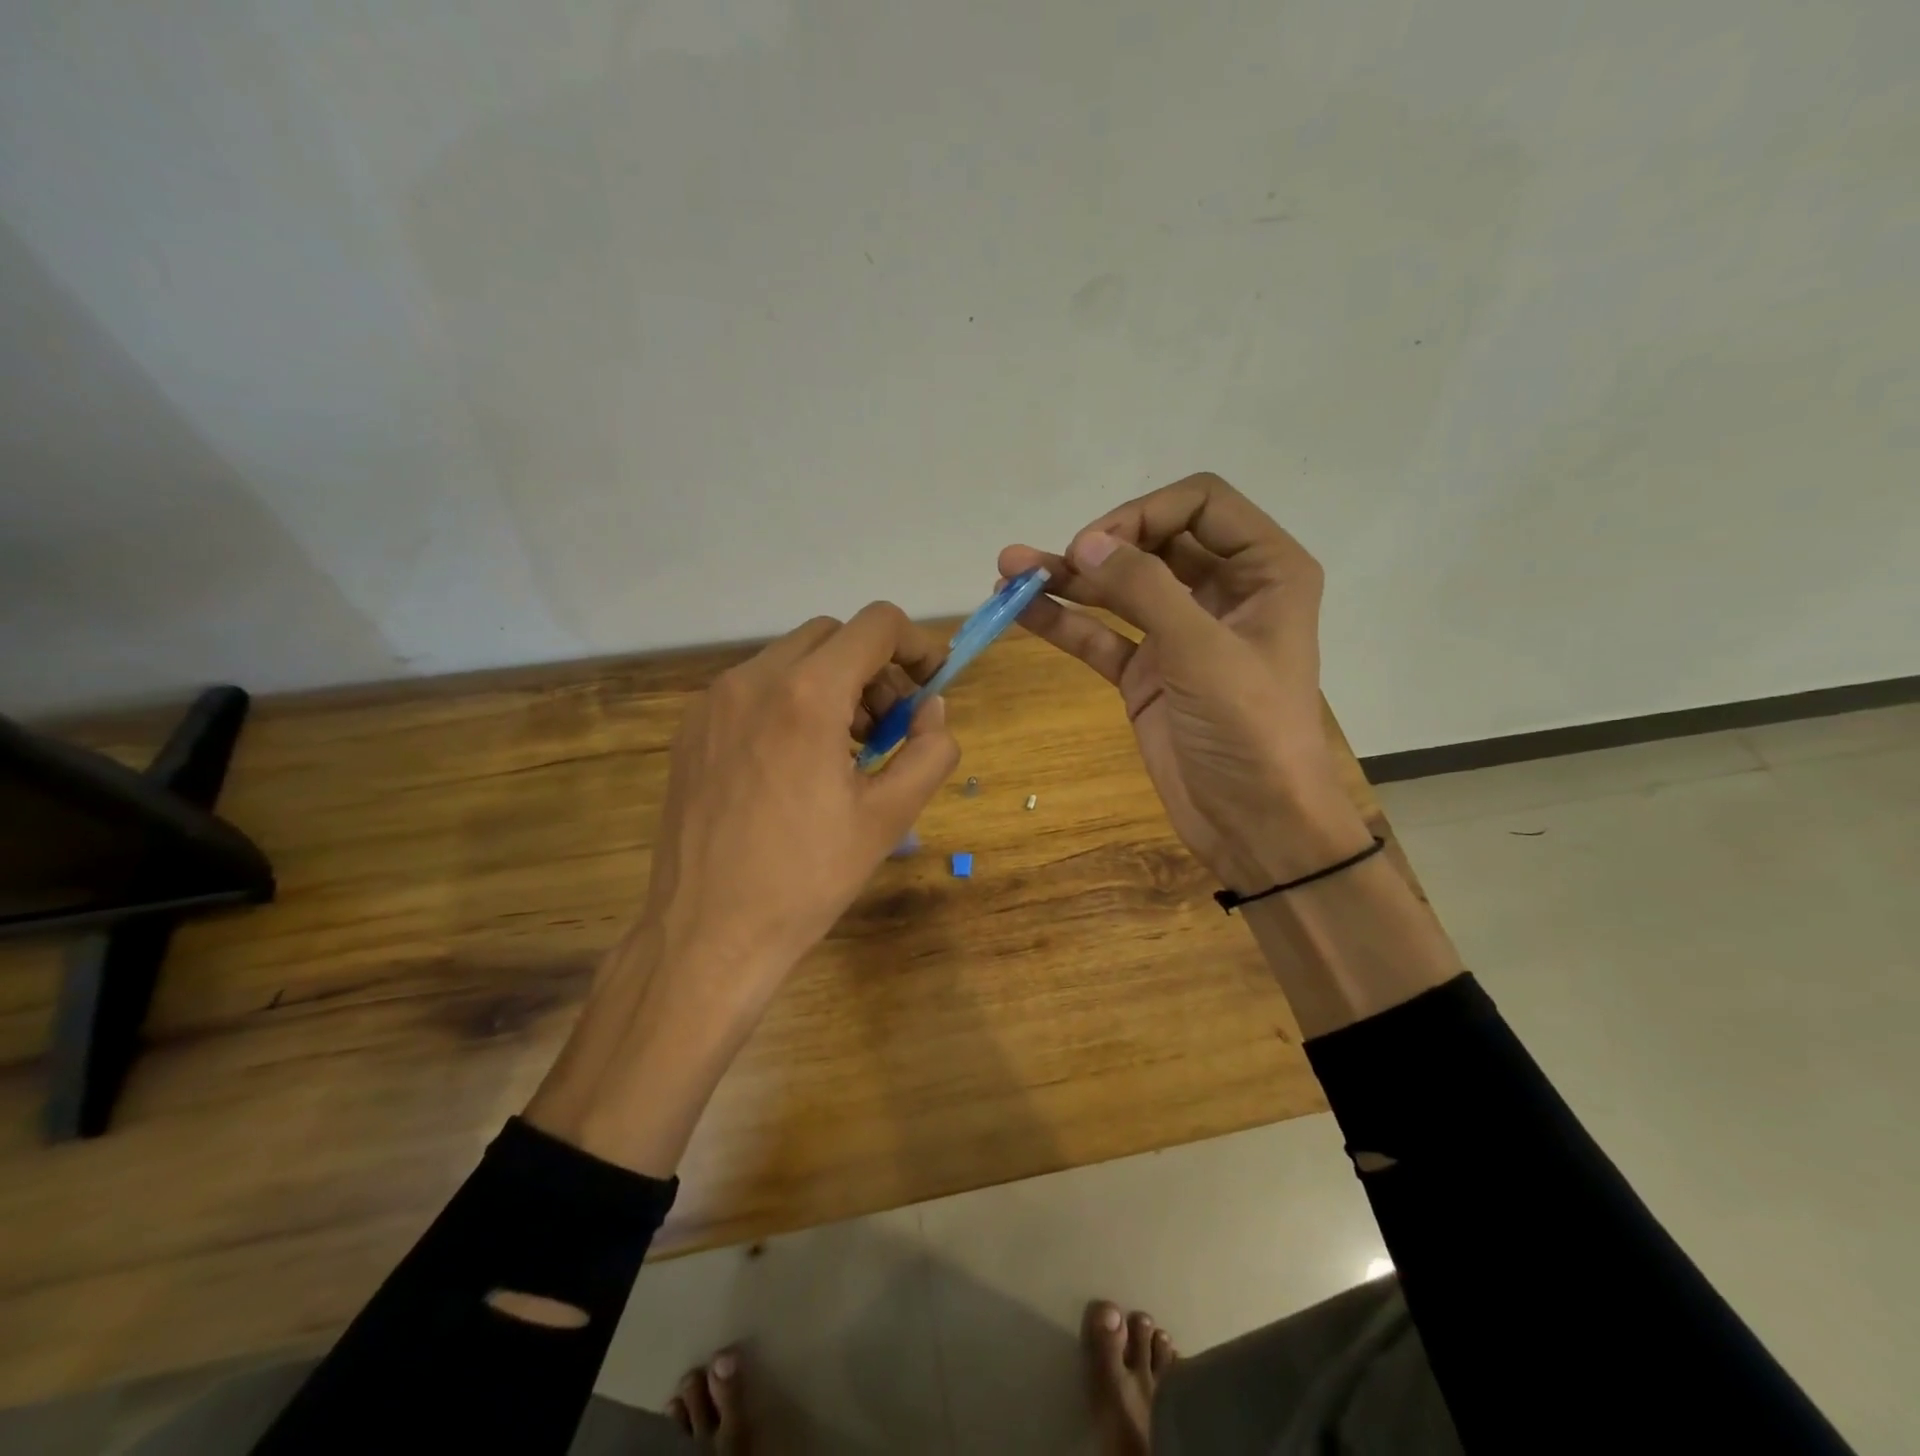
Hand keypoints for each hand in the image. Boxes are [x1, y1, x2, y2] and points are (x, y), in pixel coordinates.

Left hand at [527, 603, 958, 1174]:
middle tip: (890, 728)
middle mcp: (753, 680)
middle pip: (832, 636)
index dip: (917, 644)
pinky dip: (791, 702)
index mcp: (807, 695)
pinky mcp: (690, 730)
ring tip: (845, 750)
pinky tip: (796, 764)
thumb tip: (932, 709)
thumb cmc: (806, 878)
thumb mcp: (890, 818)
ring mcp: (713, 703)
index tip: (930, 685)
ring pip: (790, 659)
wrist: (706, 934)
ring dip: (832, 684)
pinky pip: (754, 690)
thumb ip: (929, 750)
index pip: (876, 625)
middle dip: (874, 668)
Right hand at [1000, 473, 1370, 892]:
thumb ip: (1144, 589)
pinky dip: (1065, 623)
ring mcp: (1181, 635)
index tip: (1098, 545)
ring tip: (1007, 572)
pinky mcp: (1148, 674)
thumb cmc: (1250, 731)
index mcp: (1264, 572)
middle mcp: (1223, 593)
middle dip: (1099, 544)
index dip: (1145, 514)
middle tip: (1049, 560)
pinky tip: (1021, 611)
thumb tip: (1084, 543)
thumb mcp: (1202, 652)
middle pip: (1154, 542)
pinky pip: (1103, 637)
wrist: (1255, 824)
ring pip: (1120, 590)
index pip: (1201, 504)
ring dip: (1068, 579)